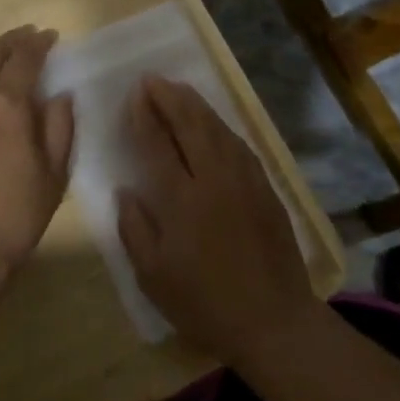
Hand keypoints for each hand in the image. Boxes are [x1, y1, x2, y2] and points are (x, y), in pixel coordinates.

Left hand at [0, 26, 74, 287]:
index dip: (37, 45)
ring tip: (5, 50)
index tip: (50, 36)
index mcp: (7, 107)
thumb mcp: (52, 176)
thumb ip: (59, 129)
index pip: (23, 60)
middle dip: (12, 41)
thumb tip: (59, 95)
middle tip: (29, 35)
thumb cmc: (14, 216)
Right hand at [117, 76, 315, 365]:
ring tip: (178, 89)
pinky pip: (239, 144)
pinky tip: (213, 122)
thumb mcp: (154, 277)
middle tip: (153, 78)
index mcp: (181, 200)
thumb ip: (135, 229)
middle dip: (169, 98)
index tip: (135, 93)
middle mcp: (213, 179)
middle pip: (189, 125)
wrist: (274, 322)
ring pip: (217, 129)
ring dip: (196, 105)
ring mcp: (244, 180)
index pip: (157, 145)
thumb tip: (125, 191)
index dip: (144, 116)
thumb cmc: (205, 304)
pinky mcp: (265, 188)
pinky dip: (221, 125)